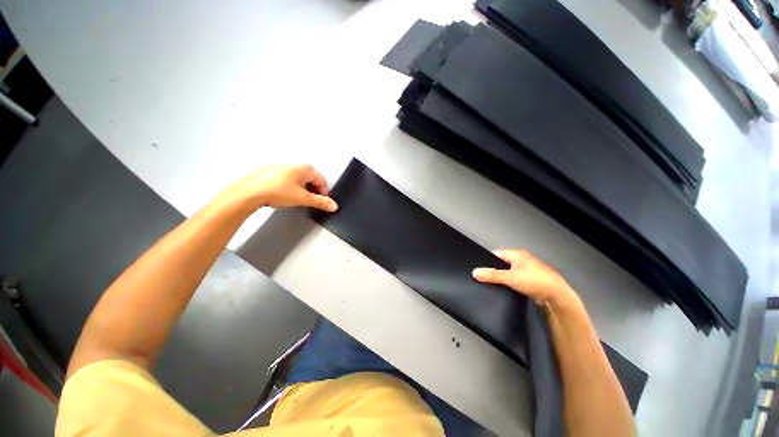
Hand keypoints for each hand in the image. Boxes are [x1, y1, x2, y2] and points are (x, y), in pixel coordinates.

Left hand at [220, 164, 337, 211]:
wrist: (249, 193)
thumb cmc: (278, 192)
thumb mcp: (303, 199)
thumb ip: (321, 202)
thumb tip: (333, 205)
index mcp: (305, 168)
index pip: (322, 181)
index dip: (324, 193)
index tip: (322, 203)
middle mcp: (294, 165)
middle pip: (311, 180)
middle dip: (313, 191)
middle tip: (310, 202)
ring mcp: (281, 168)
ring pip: (299, 180)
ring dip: (302, 190)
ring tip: (297, 200)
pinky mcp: (271, 173)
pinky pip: (287, 180)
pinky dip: (291, 188)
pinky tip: (284, 196)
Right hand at [472, 249, 579, 307]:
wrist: (557, 297)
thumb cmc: (535, 281)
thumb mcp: (511, 277)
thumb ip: (492, 275)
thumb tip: (474, 272)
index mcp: (517, 254)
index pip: (496, 254)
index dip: (486, 260)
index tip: (477, 268)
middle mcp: (521, 260)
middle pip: (501, 263)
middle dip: (493, 269)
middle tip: (482, 277)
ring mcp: (526, 271)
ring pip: (507, 272)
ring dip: (500, 277)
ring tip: (489, 283)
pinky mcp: (528, 281)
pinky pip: (513, 280)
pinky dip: (507, 283)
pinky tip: (502, 289)